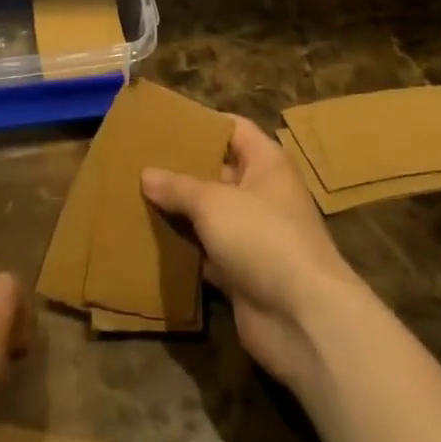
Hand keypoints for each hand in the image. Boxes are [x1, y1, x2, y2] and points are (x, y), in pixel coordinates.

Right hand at [142, 116, 359, 391]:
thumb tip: (146, 174)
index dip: (203, 122)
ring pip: (210, 216)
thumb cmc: (263, 238)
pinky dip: (185, 250)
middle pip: (218, 172)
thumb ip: (178, 186)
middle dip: (182, 168)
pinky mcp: (243, 274)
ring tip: (137, 196)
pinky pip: (207, 253)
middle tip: (140, 160)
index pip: (234, 129)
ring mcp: (254, 237)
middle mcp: (262, 195)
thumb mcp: (213, 202)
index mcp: (266, 164)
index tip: (165, 122)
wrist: (304, 320)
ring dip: (180, 211)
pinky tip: (151, 241)